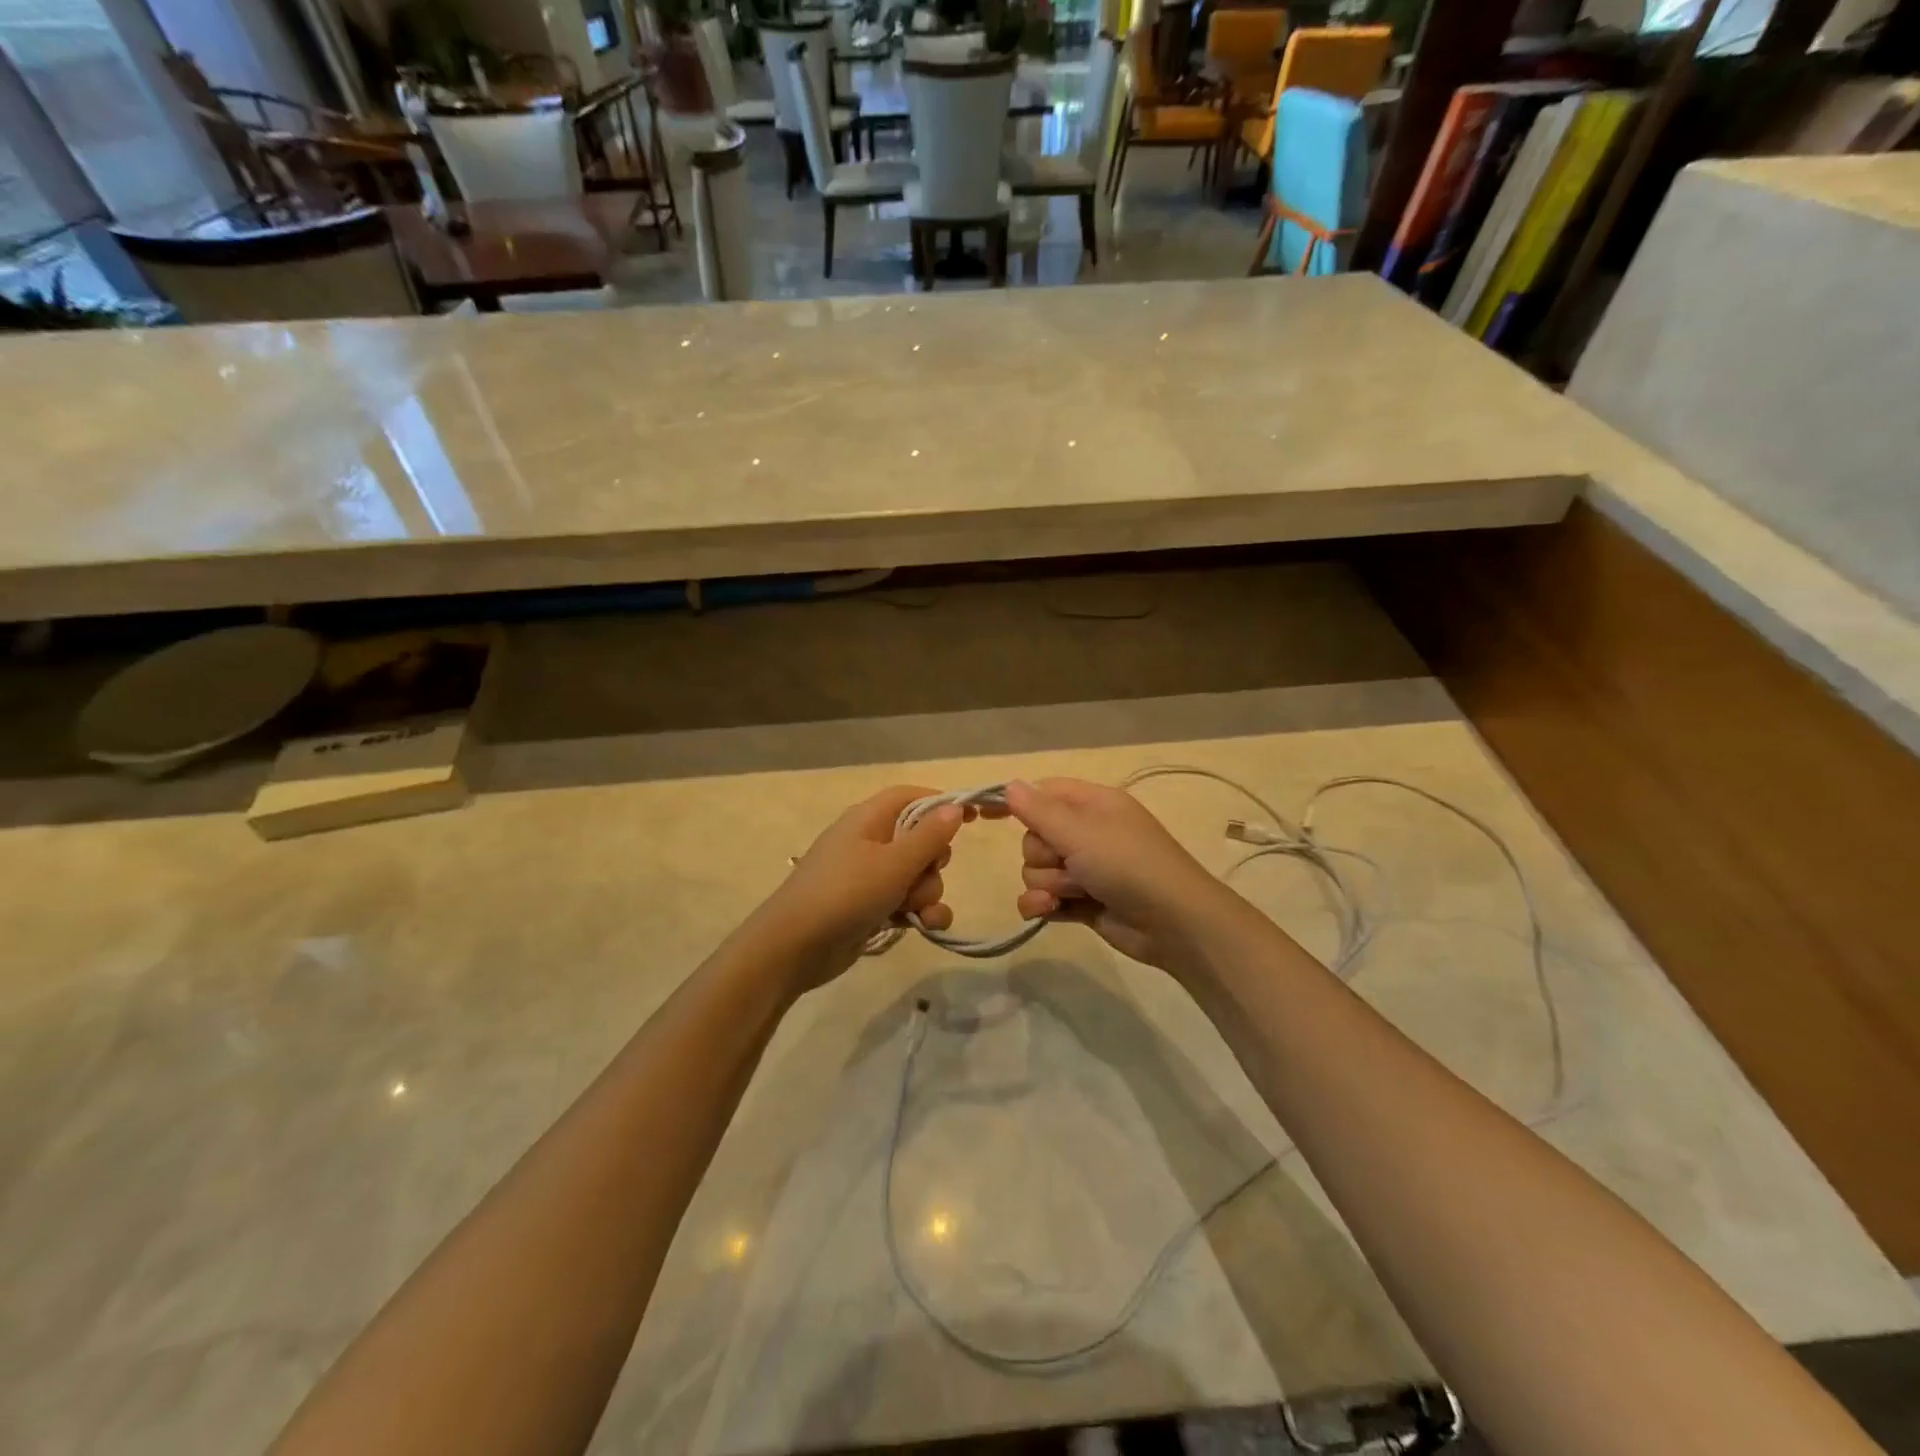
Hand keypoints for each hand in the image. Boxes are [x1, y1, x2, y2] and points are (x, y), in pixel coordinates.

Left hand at [754, 786, 966, 989]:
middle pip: (921, 838)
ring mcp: (869, 875)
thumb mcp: (893, 863)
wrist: (794, 948)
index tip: (975, 817)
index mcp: (870, 818)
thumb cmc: (845, 894)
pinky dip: (919, 911)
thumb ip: (929, 836)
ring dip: (928, 893)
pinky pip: (907, 900)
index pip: (913, 796)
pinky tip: (924, 926)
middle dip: (934, 862)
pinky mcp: (870, 906)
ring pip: (918, 874)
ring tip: (916, 911)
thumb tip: (955, 807)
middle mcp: (870, 841)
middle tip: (926, 875)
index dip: (944, 803)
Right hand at [1006, 777, 1237, 971]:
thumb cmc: (1128, 865)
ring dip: (1047, 883)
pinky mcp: (1083, 902)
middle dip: (1041, 855)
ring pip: (1037, 870)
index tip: (984, 814)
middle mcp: (1088, 833)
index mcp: (1093, 804)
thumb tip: (1009, 785)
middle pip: (1035, 836)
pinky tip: (1049, 911)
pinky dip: (1043, 905)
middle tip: (1066, 864)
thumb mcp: (1081, 832)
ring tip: (1074, 892)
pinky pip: (1044, 898)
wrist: (1173, 924)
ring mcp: (1086, 869)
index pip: (1043, 792)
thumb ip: (1039, 810)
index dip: (1016, 802)